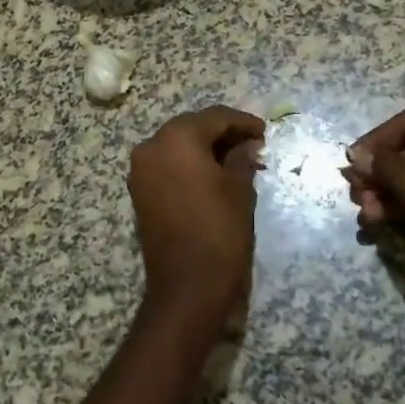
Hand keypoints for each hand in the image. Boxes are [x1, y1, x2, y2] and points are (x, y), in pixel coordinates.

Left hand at [129, 106, 266, 326]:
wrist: (187, 286)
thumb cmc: (219, 231)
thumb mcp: (239, 189)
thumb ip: (241, 158)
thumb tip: (246, 144)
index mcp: (177, 138)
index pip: (214, 117)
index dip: (242, 122)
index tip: (264, 132)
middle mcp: (152, 146)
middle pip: (191, 127)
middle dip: (221, 133)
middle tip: (251, 144)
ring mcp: (141, 170)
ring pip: (177, 145)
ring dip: (204, 148)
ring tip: (235, 160)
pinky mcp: (139, 191)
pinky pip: (166, 165)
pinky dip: (188, 164)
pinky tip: (212, 174)